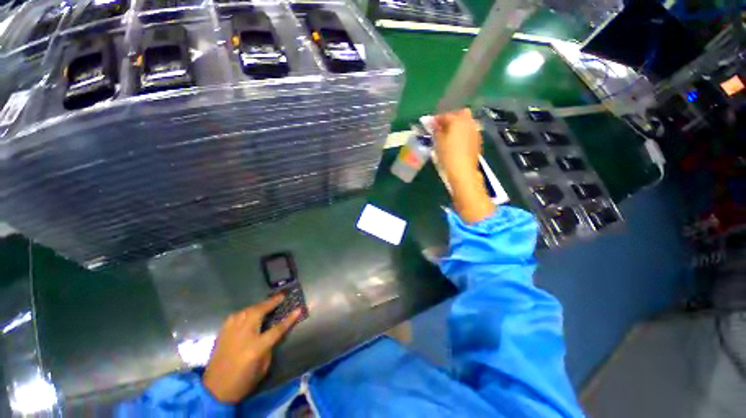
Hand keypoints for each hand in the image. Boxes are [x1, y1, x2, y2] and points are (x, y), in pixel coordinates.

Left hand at [203, 295, 300, 403]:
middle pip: (259, 312)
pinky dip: (245, 311)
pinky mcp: (222, 333)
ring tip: (267, 302)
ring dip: (259, 305)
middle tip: (281, 296)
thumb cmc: (243, 381)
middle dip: (271, 302)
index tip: (298, 308)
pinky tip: (249, 312)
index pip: (277, 328)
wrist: (214, 391)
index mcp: (256, 347)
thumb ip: (269, 347)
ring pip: (247, 310)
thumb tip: (271, 331)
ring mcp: (231, 332)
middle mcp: (243, 335)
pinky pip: (236, 316)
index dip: (289, 318)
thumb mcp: (263, 367)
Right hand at [433, 108, 481, 184]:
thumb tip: (435, 125)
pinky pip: (469, 132)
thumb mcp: (437, 143)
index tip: (430, 124)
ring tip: (449, 136)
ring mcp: (475, 132)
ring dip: (458, 126)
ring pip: (466, 123)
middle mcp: (468, 123)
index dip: (436, 120)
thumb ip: (436, 131)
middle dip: (451, 118)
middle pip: (460, 114)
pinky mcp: (478, 141)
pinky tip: (457, 143)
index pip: (445, 116)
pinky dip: (463, 134)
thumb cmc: (447, 156)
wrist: (462, 171)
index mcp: (457, 120)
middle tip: (442, 127)